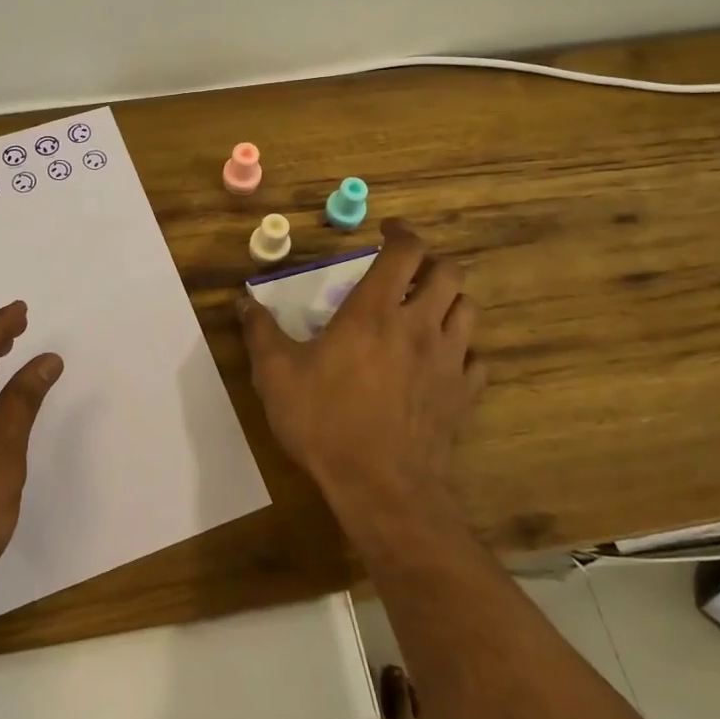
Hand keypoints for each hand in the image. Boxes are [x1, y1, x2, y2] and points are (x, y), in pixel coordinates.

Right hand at [236, 221, 485, 521]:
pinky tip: (442, 359)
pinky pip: (476, 358)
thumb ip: (260, 332)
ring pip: (469, 309)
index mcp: (374, 311)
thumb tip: (242, 302)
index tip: (386, 231)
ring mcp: (448, 360)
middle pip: (449, 273)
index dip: (401, 232)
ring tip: (427, 308)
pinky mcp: (463, 394)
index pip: (405, 251)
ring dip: (450, 300)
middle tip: (407, 272)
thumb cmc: (325, 421)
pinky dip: (463, 348)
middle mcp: (419, 324)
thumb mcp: (275, 375)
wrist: (381, 487)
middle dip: (431, 262)